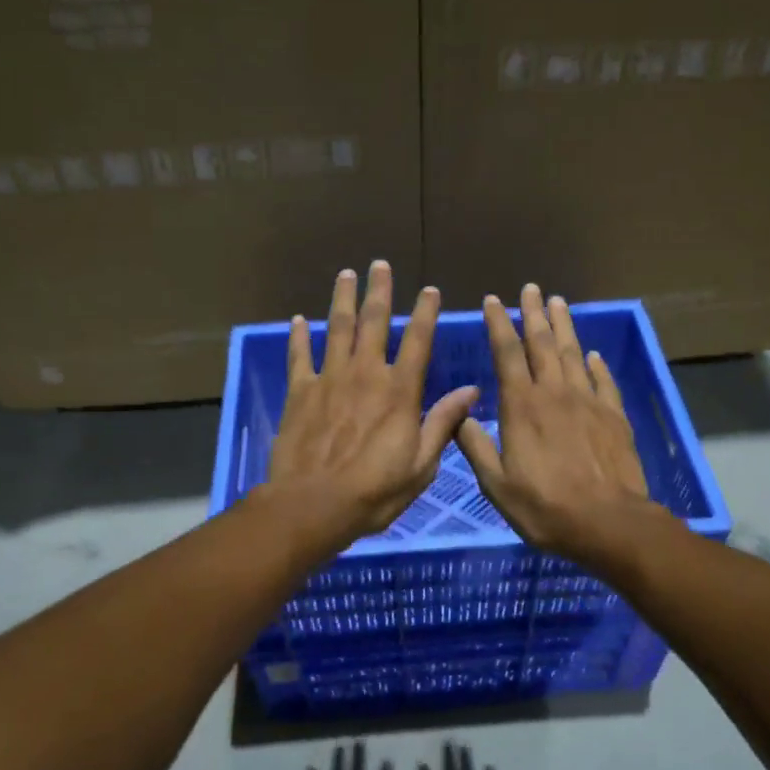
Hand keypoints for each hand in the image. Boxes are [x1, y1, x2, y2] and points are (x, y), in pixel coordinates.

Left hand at [265, 261, 480, 543]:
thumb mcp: (421, 464)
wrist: (314, 504)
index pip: (418, 341)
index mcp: (399, 391)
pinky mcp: (300, 392)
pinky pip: (299, 356)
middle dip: (379, 291)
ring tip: (346, 274)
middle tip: (379, 265)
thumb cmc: (374, 491)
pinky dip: (299, 336)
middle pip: (374, 322)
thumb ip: (443, 423)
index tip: (430, 290)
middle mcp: (365, 374)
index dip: (425, 313)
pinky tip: (299, 319)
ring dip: (342, 300)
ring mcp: (329, 379)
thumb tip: (470, 391)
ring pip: (337, 329)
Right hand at [454, 284, 652, 563]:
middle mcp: (554, 394)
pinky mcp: (614, 416)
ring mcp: (588, 402)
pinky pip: (603, 381)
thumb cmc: (545, 507)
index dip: (498, 324)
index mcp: (521, 407)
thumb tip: (458, 415)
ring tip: (559, 302)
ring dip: (564, 326)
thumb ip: (476, 447)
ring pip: (574, 353)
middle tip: (531, 288)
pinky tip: (592, 354)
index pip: (506, 354)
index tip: (493, 300)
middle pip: (543, 343)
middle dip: (534, 314)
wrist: (608, 523)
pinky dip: (596, 364)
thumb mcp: (496, 484)